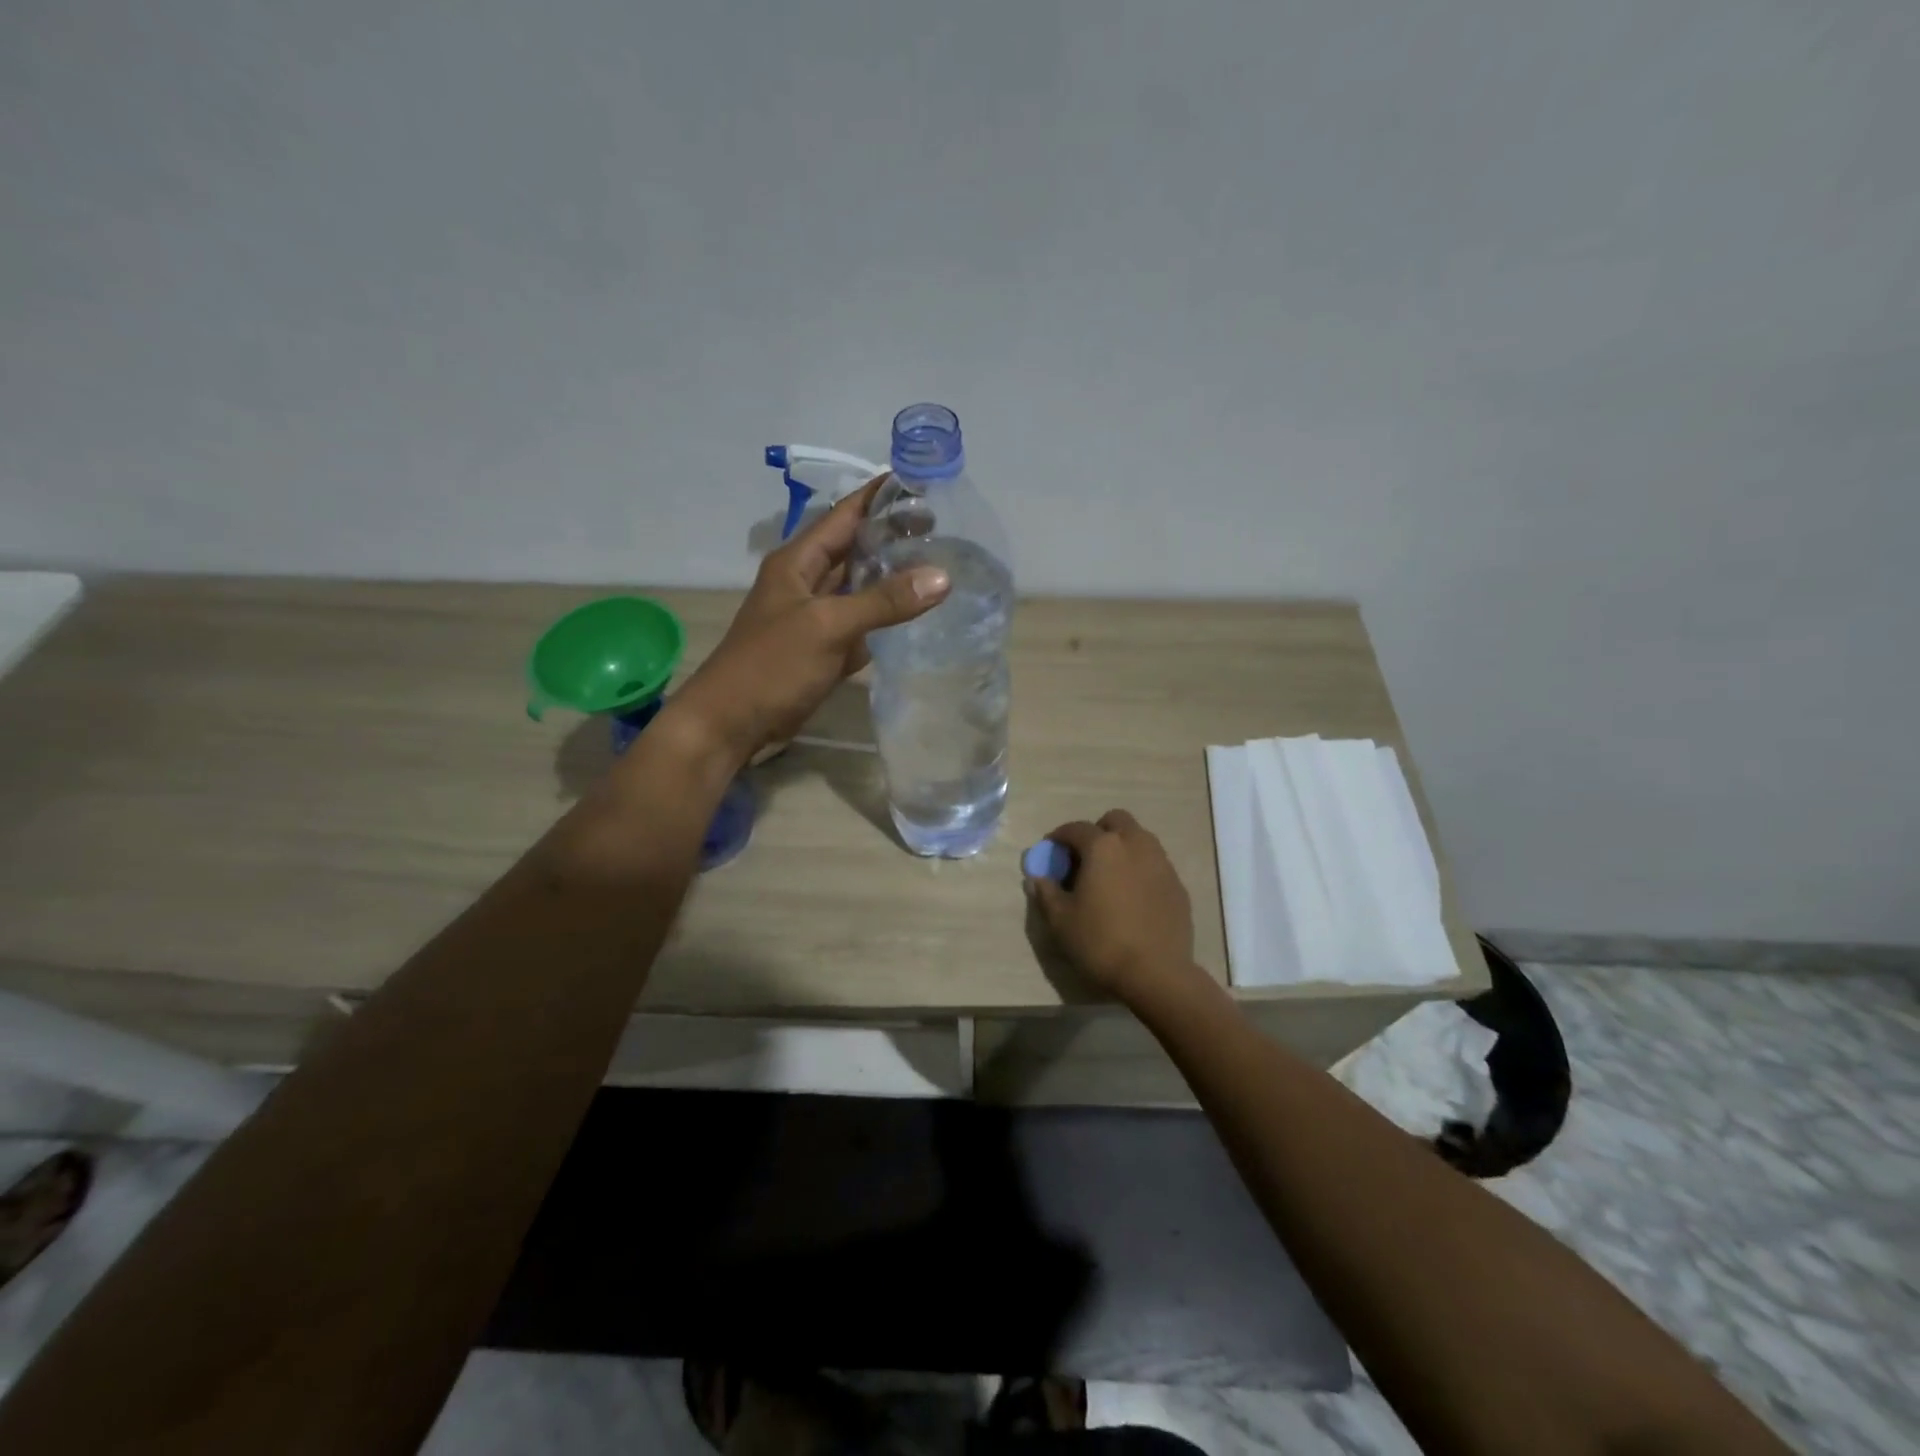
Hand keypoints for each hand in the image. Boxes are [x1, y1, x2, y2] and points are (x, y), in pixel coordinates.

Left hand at [673, 478, 950, 765]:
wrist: (732, 724)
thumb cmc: (771, 666)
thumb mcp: (828, 626)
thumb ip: (883, 602)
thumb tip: (942, 577)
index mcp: (798, 561)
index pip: (844, 514)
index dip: (879, 495)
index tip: (920, 480)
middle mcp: (807, 582)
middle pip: (854, 549)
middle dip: (892, 536)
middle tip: (943, 528)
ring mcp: (815, 618)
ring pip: (859, 588)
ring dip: (890, 578)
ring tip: (938, 565)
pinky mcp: (823, 650)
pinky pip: (859, 625)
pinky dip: (883, 620)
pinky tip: (915, 616)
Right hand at [1025, 811, 1199, 1002]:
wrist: (1156, 974)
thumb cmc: (1100, 942)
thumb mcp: (1061, 920)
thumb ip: (1046, 893)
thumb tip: (1037, 878)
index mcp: (1104, 847)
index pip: (1076, 828)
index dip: (1059, 836)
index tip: (1051, 850)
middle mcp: (1135, 844)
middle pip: (1116, 820)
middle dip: (1098, 831)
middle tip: (1085, 857)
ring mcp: (1161, 863)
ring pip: (1140, 838)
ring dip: (1122, 847)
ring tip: (1109, 875)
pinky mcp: (1178, 885)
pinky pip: (1155, 864)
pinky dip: (1140, 869)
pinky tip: (1132, 896)